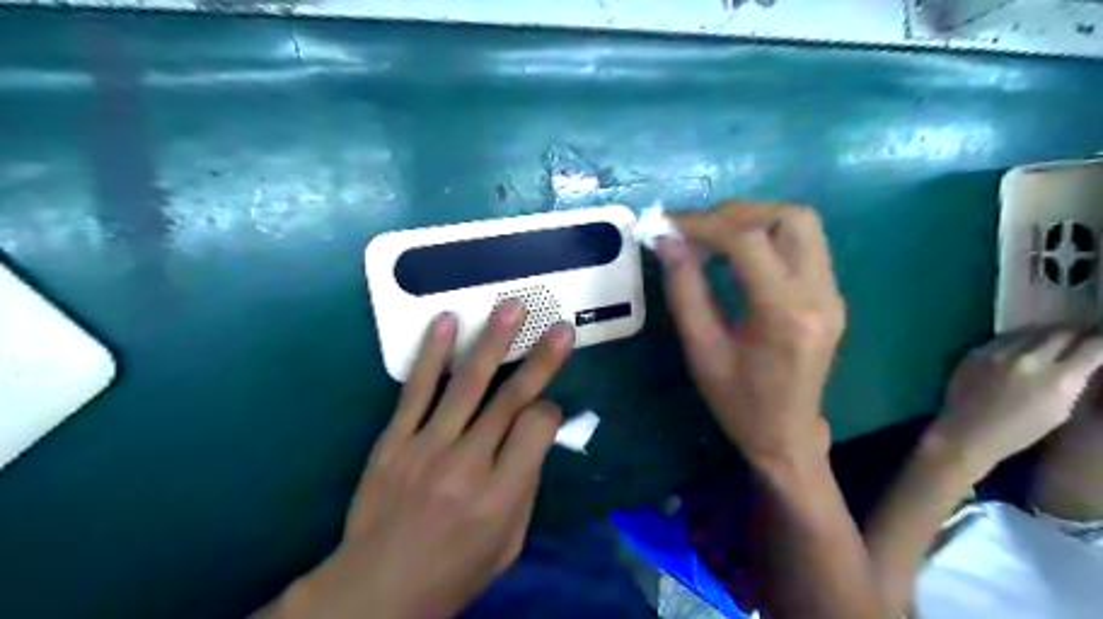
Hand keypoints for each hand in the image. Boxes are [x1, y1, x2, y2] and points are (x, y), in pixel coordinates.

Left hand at [267, 302, 573, 618]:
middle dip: (540, 359)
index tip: (548, 410)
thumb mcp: (508, 545)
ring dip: (492, 341)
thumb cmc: (453, 572)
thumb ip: (525, 486)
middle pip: (510, 399)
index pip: (537, 428)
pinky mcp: (393, 440)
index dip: (550, 411)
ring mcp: (427, 447)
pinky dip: (432, 353)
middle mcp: (467, 463)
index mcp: (501, 494)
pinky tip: (446, 322)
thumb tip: (536, 437)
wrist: (375, 591)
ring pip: (467, 384)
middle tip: (559, 327)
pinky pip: (416, 389)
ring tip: (510, 307)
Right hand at [653, 201, 846, 465]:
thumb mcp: (701, 350)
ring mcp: (833, 293)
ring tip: (714, 236)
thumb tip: (667, 241)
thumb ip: (684, 290)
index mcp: (784, 315)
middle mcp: (819, 295)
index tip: (668, 224)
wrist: (786, 434)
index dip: (704, 224)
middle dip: (736, 213)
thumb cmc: (737, 402)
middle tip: (696, 229)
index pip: (748, 242)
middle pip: (791, 218)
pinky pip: (804, 244)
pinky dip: (768, 234)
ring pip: (803, 224)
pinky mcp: (832, 294)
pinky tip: (738, 253)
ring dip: (755, 219)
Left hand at [928, 330, 1102, 479]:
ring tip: (1055, 339)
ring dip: (1048, 333)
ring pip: (1033, 330)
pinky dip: (1021, 338)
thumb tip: (1087, 360)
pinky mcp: (976, 351)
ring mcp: (998, 353)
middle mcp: (1028, 360)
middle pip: (1062, 333)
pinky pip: (1006, 337)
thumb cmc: (1019, 431)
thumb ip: (1075, 381)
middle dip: (1077, 333)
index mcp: (1058, 379)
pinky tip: (1025, 344)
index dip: (1102, 341)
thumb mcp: (1061, 410)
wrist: (967, 432)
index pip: (1092, 347)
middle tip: (1083, 337)